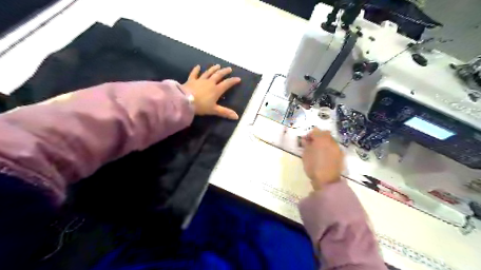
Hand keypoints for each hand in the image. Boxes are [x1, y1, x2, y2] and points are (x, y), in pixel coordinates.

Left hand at [182, 65, 239, 118]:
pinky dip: (196, 70)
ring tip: (218, 65)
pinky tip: (198, 66)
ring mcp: (200, 80)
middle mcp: (210, 83)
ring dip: (213, 69)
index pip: (227, 84)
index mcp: (216, 90)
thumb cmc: (201, 106)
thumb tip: (237, 117)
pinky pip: (194, 73)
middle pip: (218, 75)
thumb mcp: (214, 110)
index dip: (233, 81)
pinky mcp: (191, 80)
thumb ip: (225, 112)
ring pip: (208, 72)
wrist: (185, 101)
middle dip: (224, 72)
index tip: (238, 78)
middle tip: (229, 69)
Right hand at [302, 128, 343, 189]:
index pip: (315, 131)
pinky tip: (325, 156)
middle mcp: (331, 141)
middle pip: (324, 133)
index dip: (308, 135)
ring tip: (318, 151)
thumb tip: (306, 140)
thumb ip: (306, 145)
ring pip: (330, 140)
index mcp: (321, 139)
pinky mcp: (341, 155)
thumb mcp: (305, 155)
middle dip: (318, 137)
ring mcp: (337, 148)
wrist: (327, 180)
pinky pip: (334, 147)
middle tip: (311, 144)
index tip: (304, 141)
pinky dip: (329, 149)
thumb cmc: (313, 166)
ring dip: (324, 142)